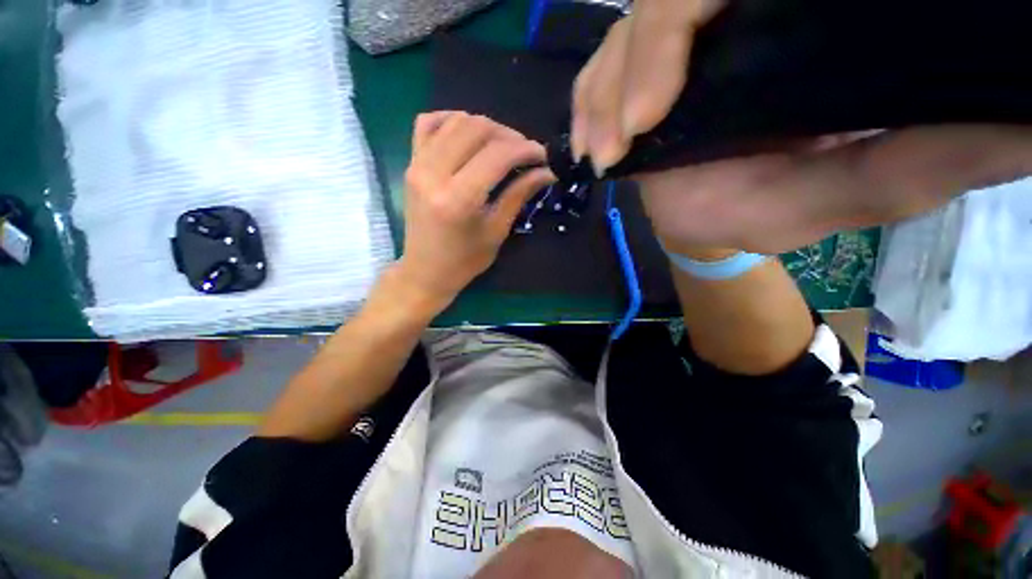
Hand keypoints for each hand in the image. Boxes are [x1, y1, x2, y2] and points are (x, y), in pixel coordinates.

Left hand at [394, 112, 554, 312]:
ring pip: (455, 121)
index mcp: (459, 199)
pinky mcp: (410, 164)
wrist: (425, 271)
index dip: (525, 149)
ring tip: (502, 146)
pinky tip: (468, 133)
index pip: (497, 155)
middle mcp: (434, 174)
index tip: (543, 156)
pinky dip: (451, 120)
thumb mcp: (496, 231)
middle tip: (524, 152)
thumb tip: (546, 172)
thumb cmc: (464, 261)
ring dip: (485, 127)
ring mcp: (417, 165)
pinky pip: (427, 124)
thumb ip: (519, 195)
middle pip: (476, 129)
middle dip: (508, 135)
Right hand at [572, 1, 1031, 253]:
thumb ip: (920, 160)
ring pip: (622, 36)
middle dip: (627, 71)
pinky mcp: (639, 71)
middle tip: (617, 144)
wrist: (706, 216)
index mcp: (792, 32)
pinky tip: (587, 141)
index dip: (675, 30)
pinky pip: (599, 69)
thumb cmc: (761, 212)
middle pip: (660, 3)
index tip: (649, 115)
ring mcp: (677, 46)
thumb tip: (1017, 123)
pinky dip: (586, 102)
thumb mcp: (846, 194)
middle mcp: (732, 21)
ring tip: (600, 153)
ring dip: (601, 98)